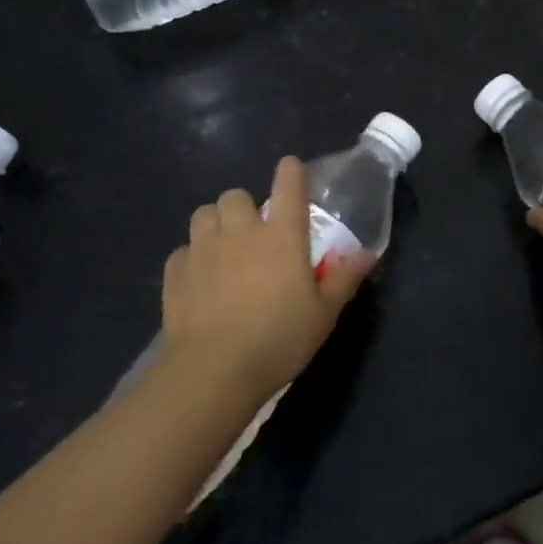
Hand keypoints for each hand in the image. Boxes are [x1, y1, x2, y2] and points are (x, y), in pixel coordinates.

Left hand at [160, 156, 371, 403]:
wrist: (214, 371)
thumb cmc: (279, 339)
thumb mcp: (324, 314)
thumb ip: (344, 278)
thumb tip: (366, 253)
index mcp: (282, 235)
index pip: (288, 183)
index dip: (291, 172)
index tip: (292, 172)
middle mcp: (241, 231)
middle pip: (237, 195)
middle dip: (245, 207)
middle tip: (254, 233)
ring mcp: (204, 249)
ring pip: (204, 213)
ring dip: (216, 224)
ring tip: (224, 248)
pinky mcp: (176, 272)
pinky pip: (183, 250)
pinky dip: (193, 257)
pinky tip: (200, 280)